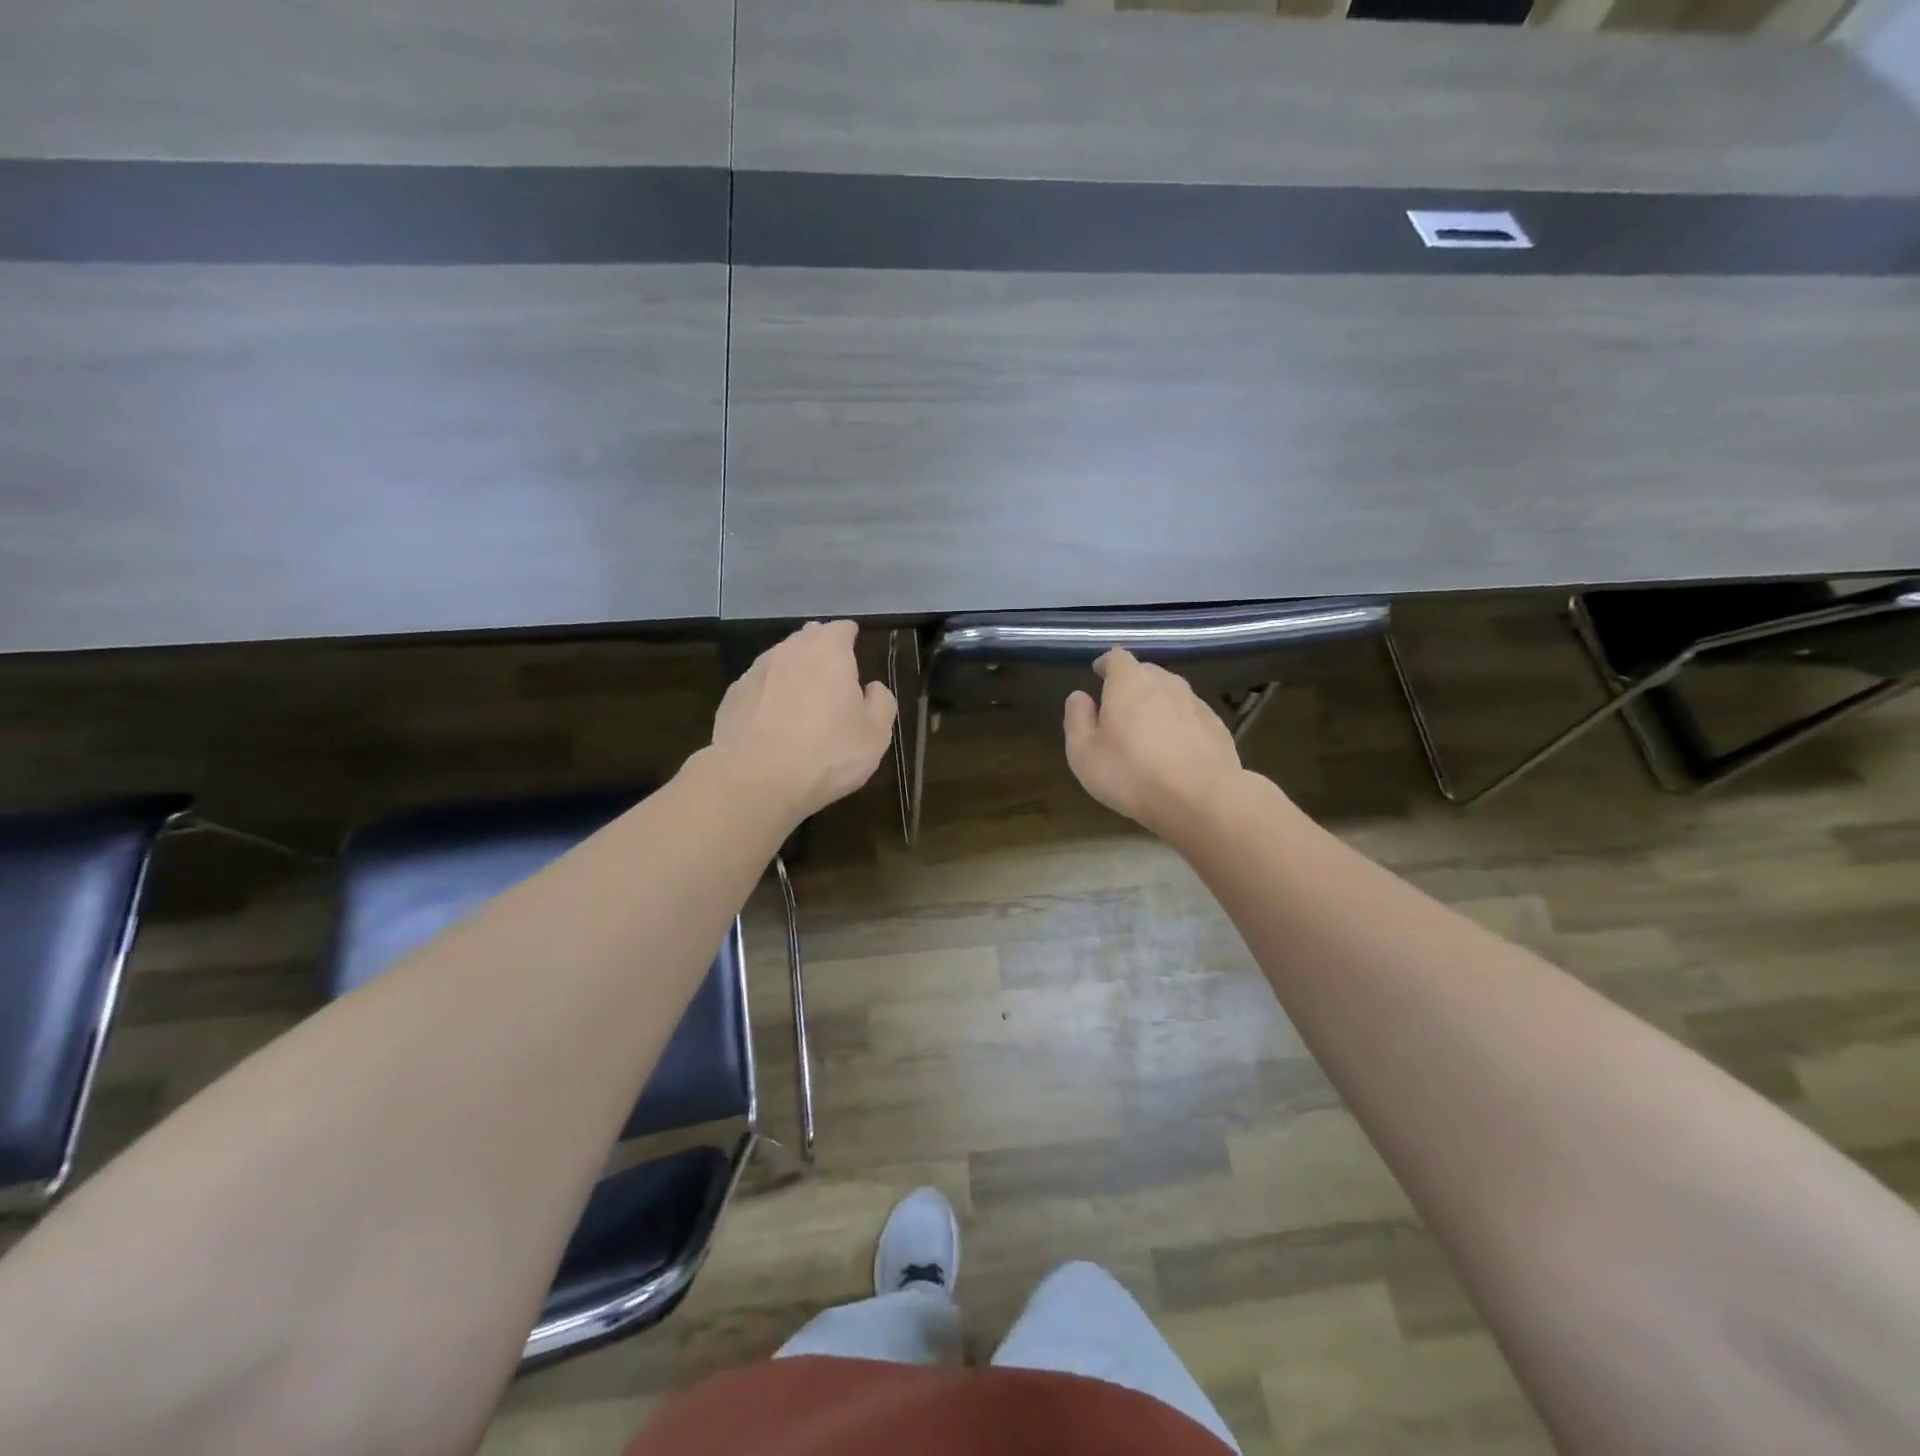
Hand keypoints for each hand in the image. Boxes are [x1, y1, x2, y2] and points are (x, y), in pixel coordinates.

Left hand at [710, 620, 896, 821]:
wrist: (755, 780)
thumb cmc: (827, 754)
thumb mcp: (875, 735)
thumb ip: (881, 703)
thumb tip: (873, 688)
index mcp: (828, 651)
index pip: (842, 628)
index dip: (851, 639)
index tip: (856, 657)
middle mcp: (788, 651)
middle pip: (808, 639)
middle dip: (820, 653)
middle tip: (832, 681)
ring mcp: (755, 672)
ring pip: (780, 663)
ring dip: (792, 675)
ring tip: (801, 705)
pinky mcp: (731, 697)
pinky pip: (758, 689)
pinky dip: (768, 698)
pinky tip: (772, 725)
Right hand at [1064, 648, 1244, 837]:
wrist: (1202, 798)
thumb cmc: (1132, 773)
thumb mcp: (1084, 753)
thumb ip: (1077, 719)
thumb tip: (1079, 696)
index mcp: (1129, 682)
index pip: (1116, 657)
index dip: (1106, 665)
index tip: (1098, 676)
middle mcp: (1165, 682)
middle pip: (1145, 672)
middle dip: (1130, 685)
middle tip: (1118, 711)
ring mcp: (1195, 703)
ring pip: (1170, 694)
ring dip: (1156, 706)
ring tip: (1146, 733)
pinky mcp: (1216, 726)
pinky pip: (1189, 716)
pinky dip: (1178, 725)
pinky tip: (1174, 752)